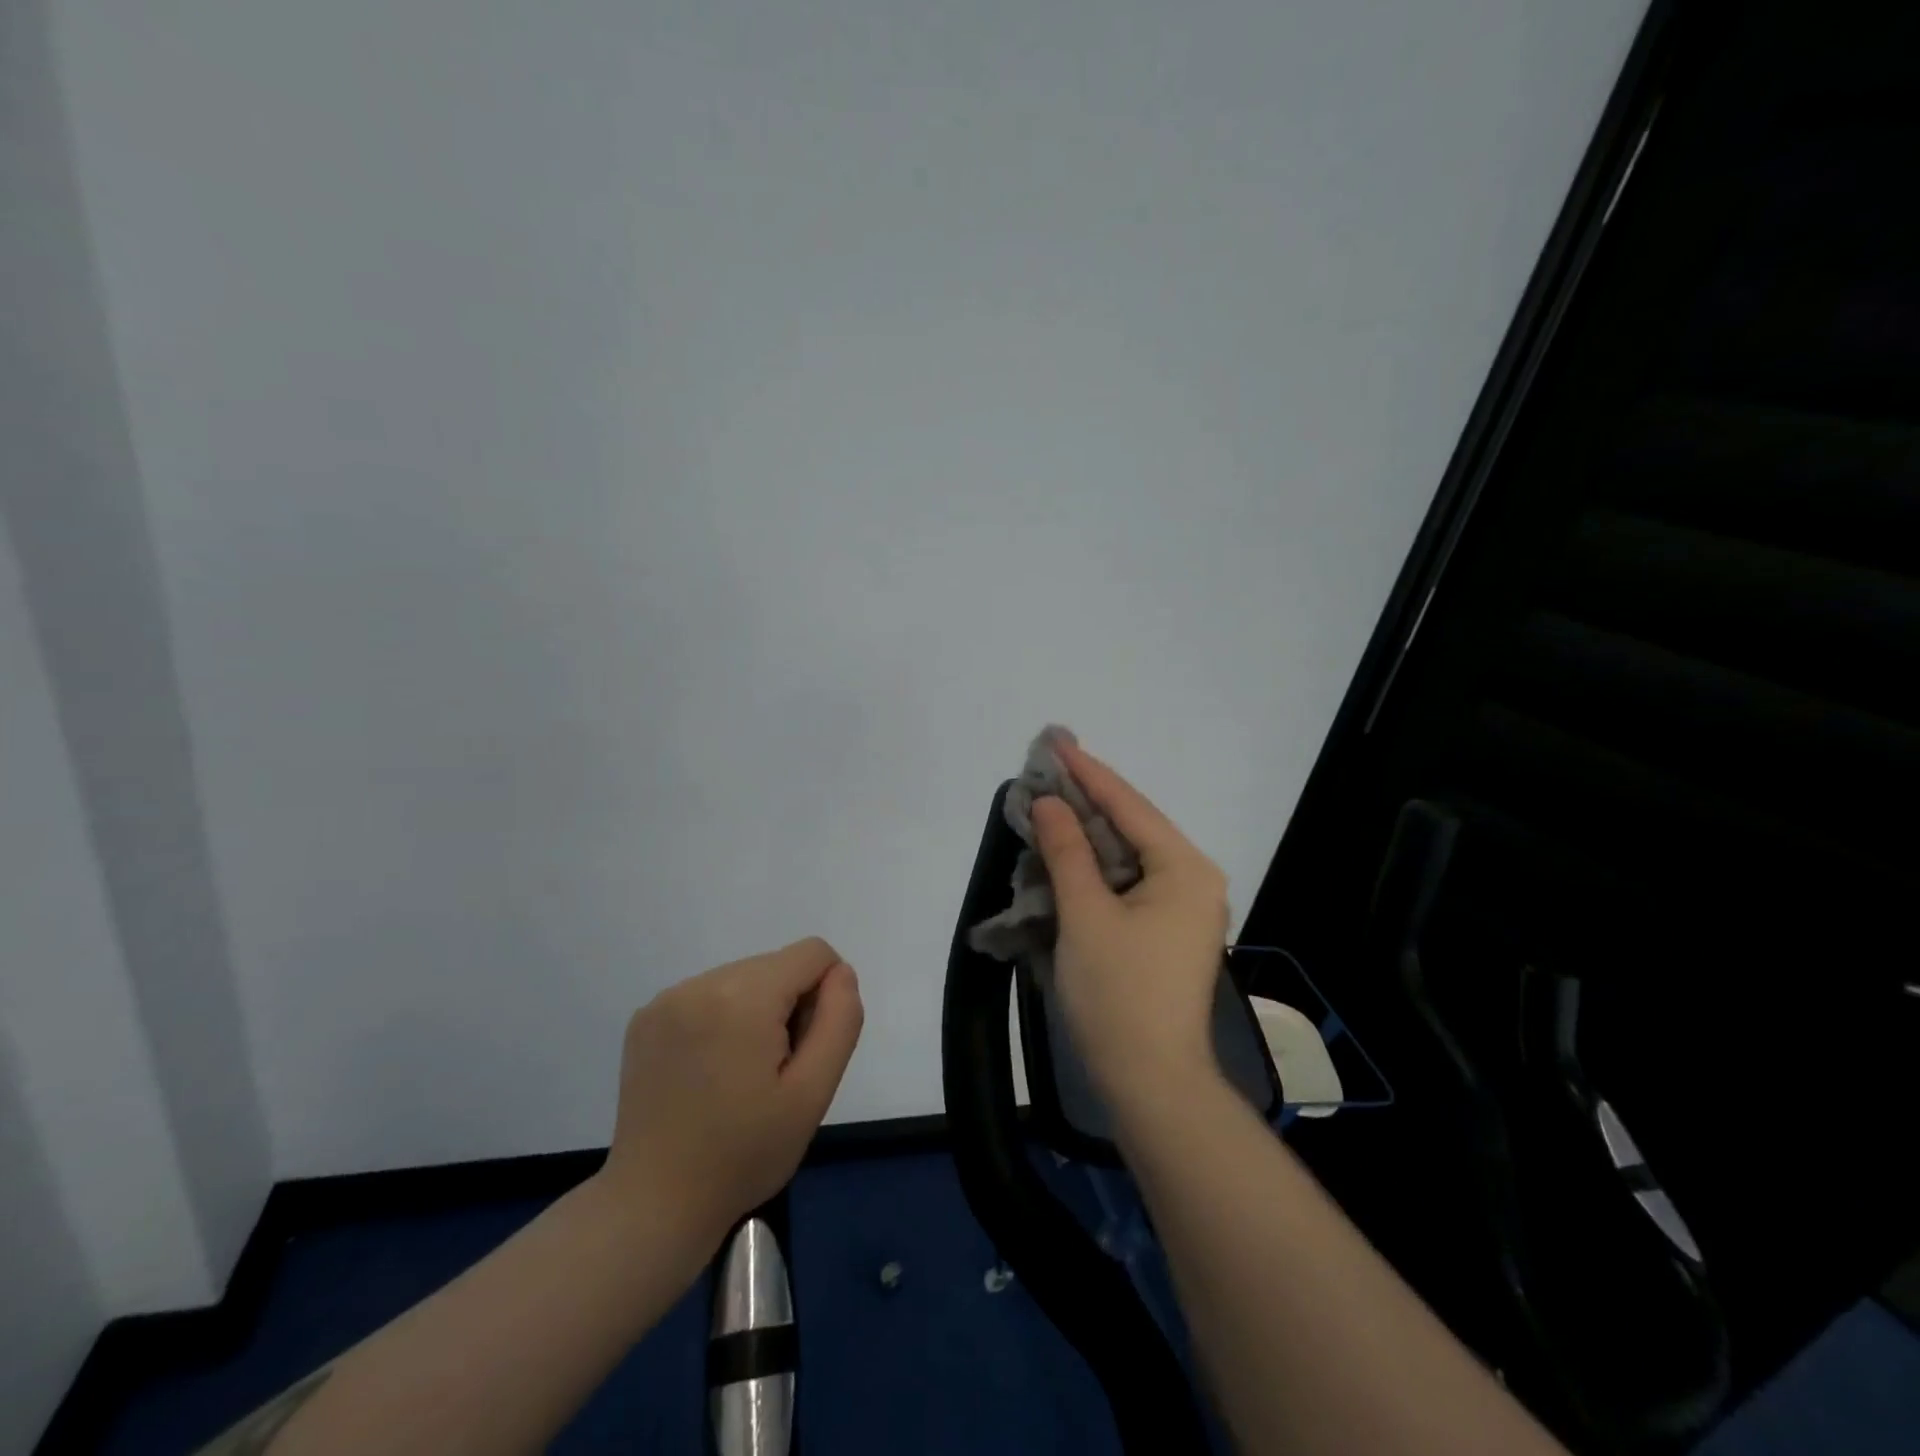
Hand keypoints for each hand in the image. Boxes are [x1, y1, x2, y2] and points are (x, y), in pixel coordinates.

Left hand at [601, 938, 862, 1245]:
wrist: (654, 1204)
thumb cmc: (744, 1154)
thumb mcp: (813, 1093)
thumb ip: (840, 1020)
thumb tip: (840, 973)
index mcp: (743, 996)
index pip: (813, 954)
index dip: (825, 997)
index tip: (803, 1052)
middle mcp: (701, 982)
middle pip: (777, 966)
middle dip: (788, 1007)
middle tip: (773, 1074)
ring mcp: (667, 998)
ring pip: (744, 978)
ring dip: (756, 1013)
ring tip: (739, 1076)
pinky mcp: (646, 1017)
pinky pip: (708, 994)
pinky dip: (722, 1020)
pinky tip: (708, 1072)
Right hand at [1031, 742, 1229, 1119]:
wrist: (1151, 1082)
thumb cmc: (1118, 993)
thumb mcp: (1085, 914)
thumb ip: (1067, 851)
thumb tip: (1049, 804)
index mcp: (1185, 868)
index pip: (1129, 806)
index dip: (1088, 773)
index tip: (1056, 743)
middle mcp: (1193, 879)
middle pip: (1133, 826)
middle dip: (1088, 800)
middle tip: (1047, 771)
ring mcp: (1184, 908)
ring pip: (1129, 855)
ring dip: (1089, 834)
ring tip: (1051, 803)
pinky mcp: (1167, 931)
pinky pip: (1129, 882)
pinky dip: (1096, 867)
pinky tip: (1068, 854)